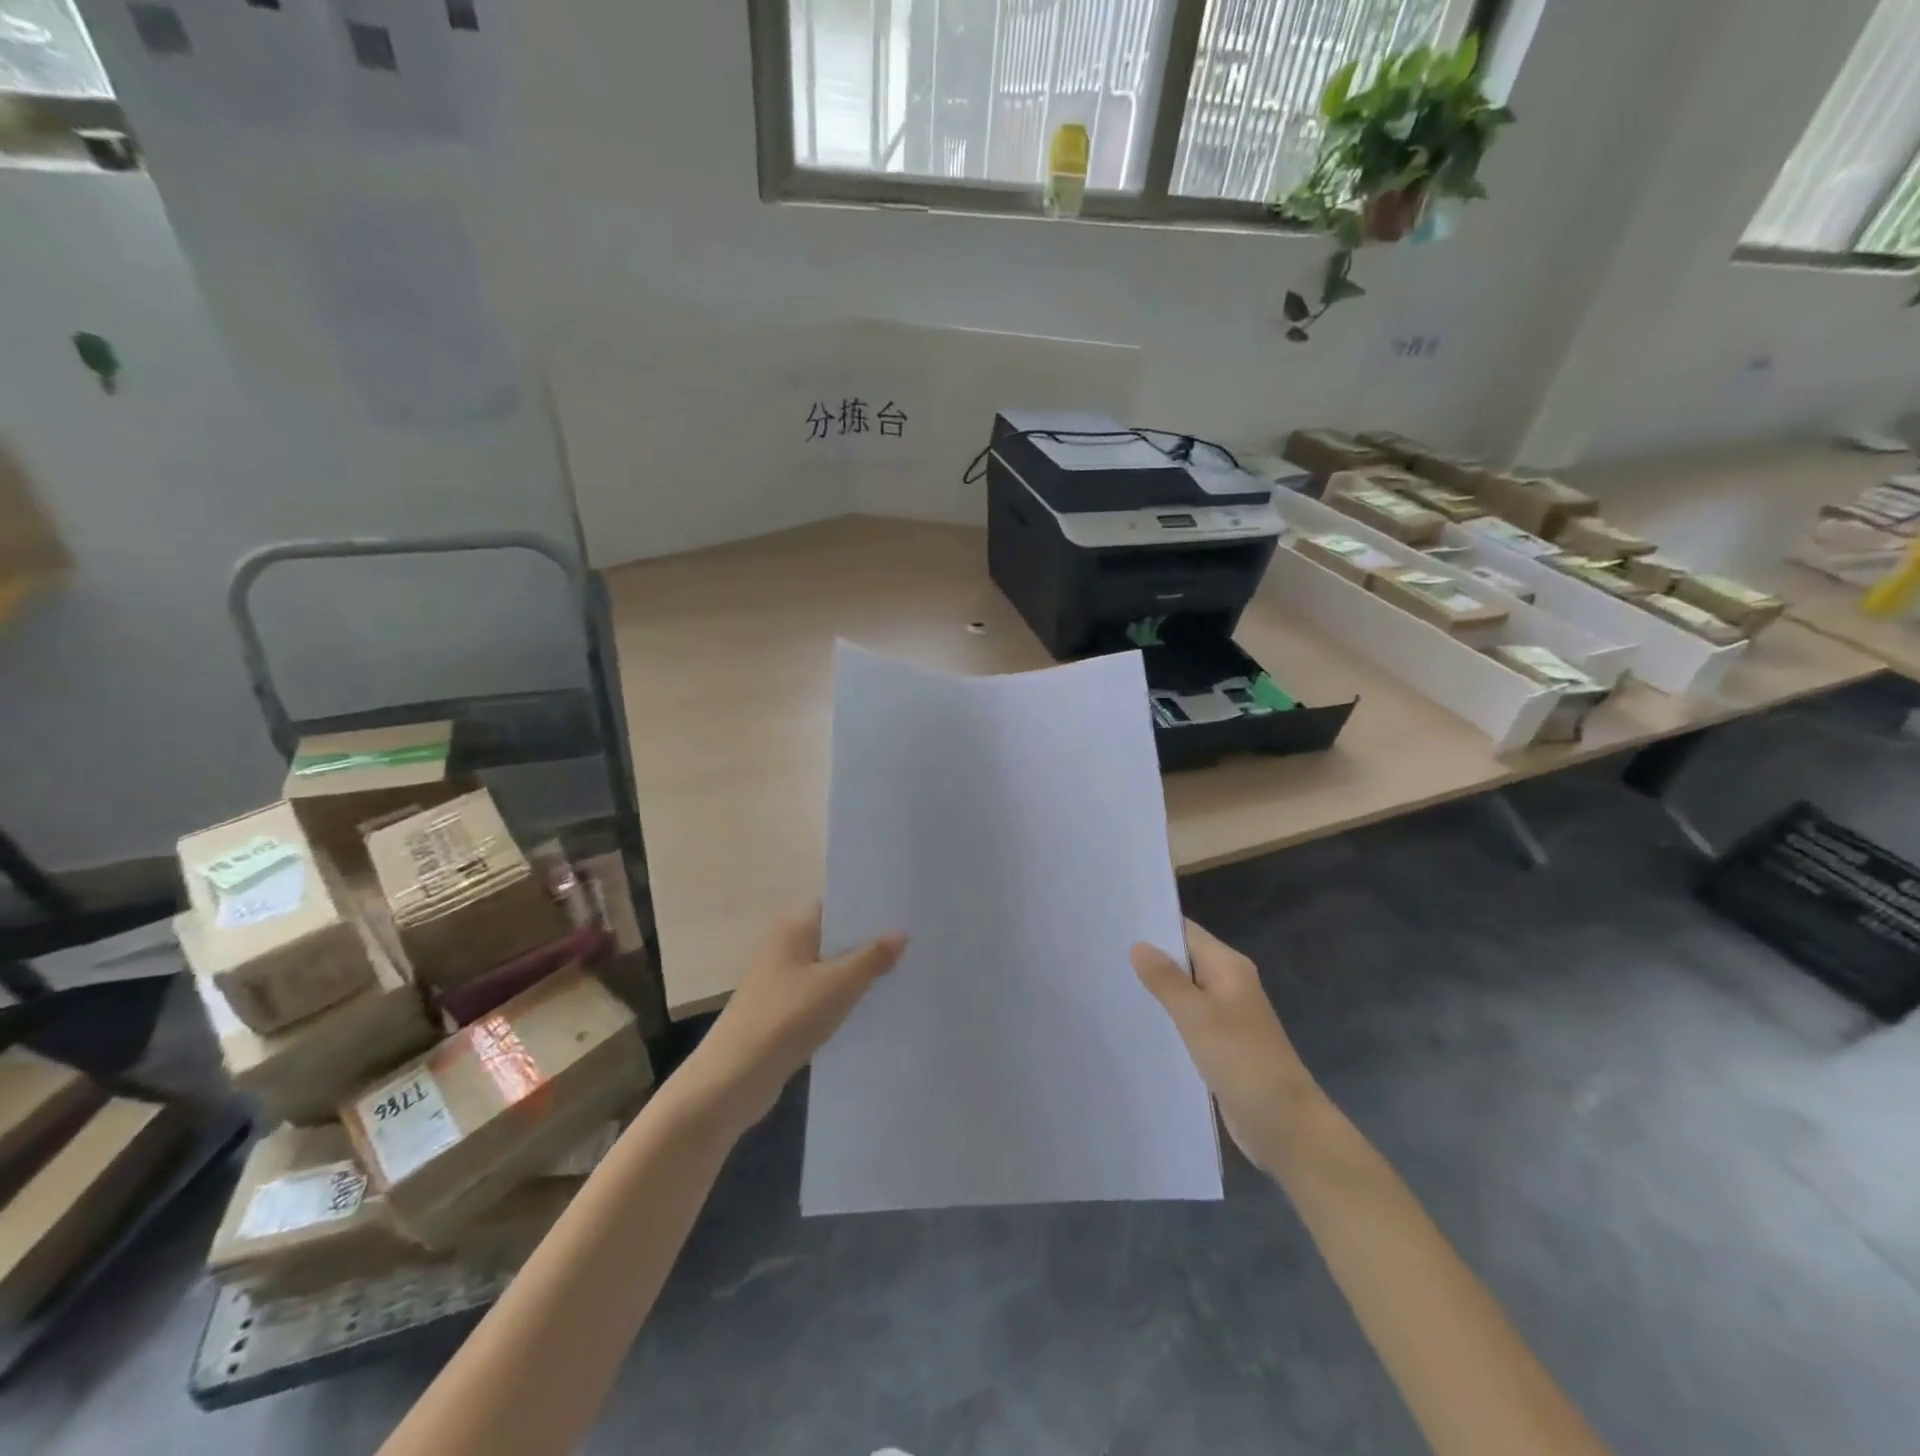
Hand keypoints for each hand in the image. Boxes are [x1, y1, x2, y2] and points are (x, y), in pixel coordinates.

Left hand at [678, 902, 905, 1136]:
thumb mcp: (838, 984)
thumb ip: (872, 957)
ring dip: (859, 974)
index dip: (867, 908)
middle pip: (835, 938)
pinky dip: (845, 1000)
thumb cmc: (787, 1017)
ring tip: (904, 973)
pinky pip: (823, 997)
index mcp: (794, 929)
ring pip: (830, 970)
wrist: (734, 1078)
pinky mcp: (785, 1014)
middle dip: (869, 942)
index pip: (836, 906)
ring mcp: (783, 983)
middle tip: (914, 943)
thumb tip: (901, 933)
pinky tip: (874, 1008)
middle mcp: (787, 949)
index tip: (903, 912)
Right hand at [1131, 919, 1321, 1172]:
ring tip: (1109, 983)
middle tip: (1102, 954)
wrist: (1286, 1126)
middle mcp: (1228, 983)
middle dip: (1148, 957)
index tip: (1114, 923)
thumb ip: (1166, 980)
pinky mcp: (1221, 1043)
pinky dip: (1166, 1017)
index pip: (1185, 931)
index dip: (1152, 925)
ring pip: (1183, 991)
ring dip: (1155, 989)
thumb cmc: (1243, 1061)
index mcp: (1229, 967)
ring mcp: (1226, 1014)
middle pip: (1183, 959)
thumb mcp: (1198, 1016)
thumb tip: (1138, 945)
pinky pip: (1188, 1019)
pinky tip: (1136, 1022)